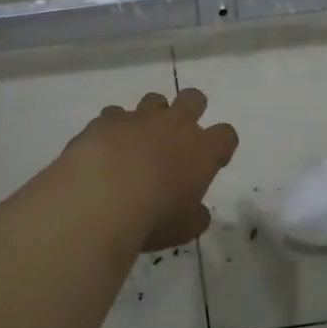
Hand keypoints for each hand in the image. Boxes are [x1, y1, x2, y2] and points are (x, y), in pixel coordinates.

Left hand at [63, 88, 238, 250]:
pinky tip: (104, 148)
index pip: (226, 135)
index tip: (212, 160)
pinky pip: (114, 115)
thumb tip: (198, 213)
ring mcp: (138, 118)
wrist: (101, 199)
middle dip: (191, 110)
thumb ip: (195, 216)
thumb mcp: (184, 229)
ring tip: (138, 142)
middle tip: (179, 135)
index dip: (221, 145)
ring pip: (153, 100)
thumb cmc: (154, 218)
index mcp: (202, 150)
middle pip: (193, 98)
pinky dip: (113, 129)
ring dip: (150, 117)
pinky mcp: (106, 120)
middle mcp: (174, 125)